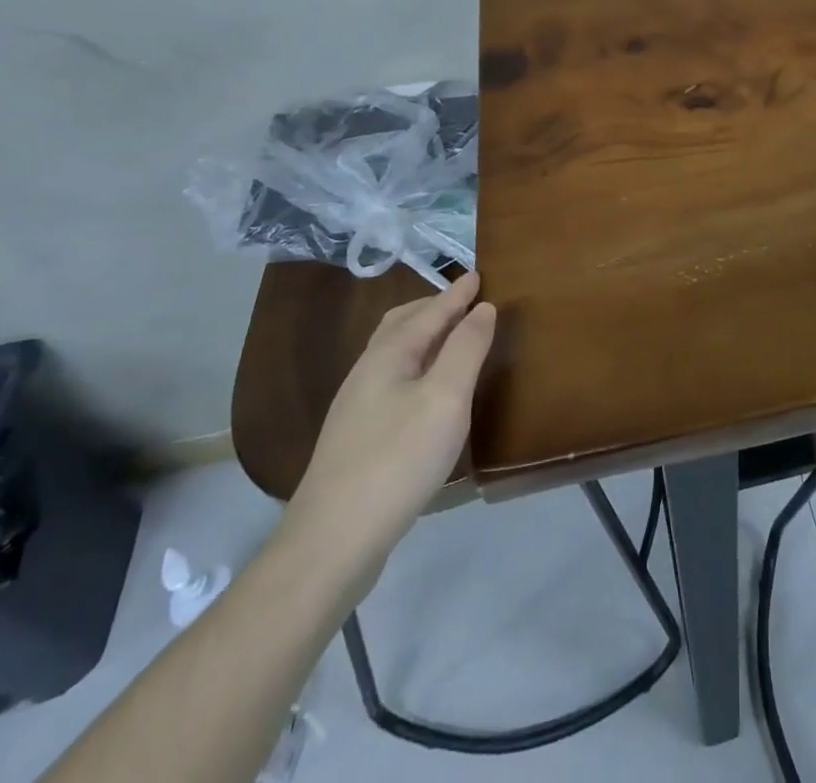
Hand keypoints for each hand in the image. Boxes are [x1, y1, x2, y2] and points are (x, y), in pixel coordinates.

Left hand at [282, 273, 495, 602]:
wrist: (332, 541)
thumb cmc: (397, 459)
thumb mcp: (445, 398)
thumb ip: (466, 348)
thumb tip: (483, 307)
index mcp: (389, 354)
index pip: (430, 311)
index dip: (458, 293)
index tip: (480, 274)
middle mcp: (367, 371)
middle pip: (402, 324)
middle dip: (434, 307)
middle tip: (465, 301)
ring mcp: (356, 406)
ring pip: (393, 353)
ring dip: (423, 336)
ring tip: (450, 339)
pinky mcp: (356, 437)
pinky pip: (391, 379)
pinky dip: (416, 365)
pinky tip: (426, 389)